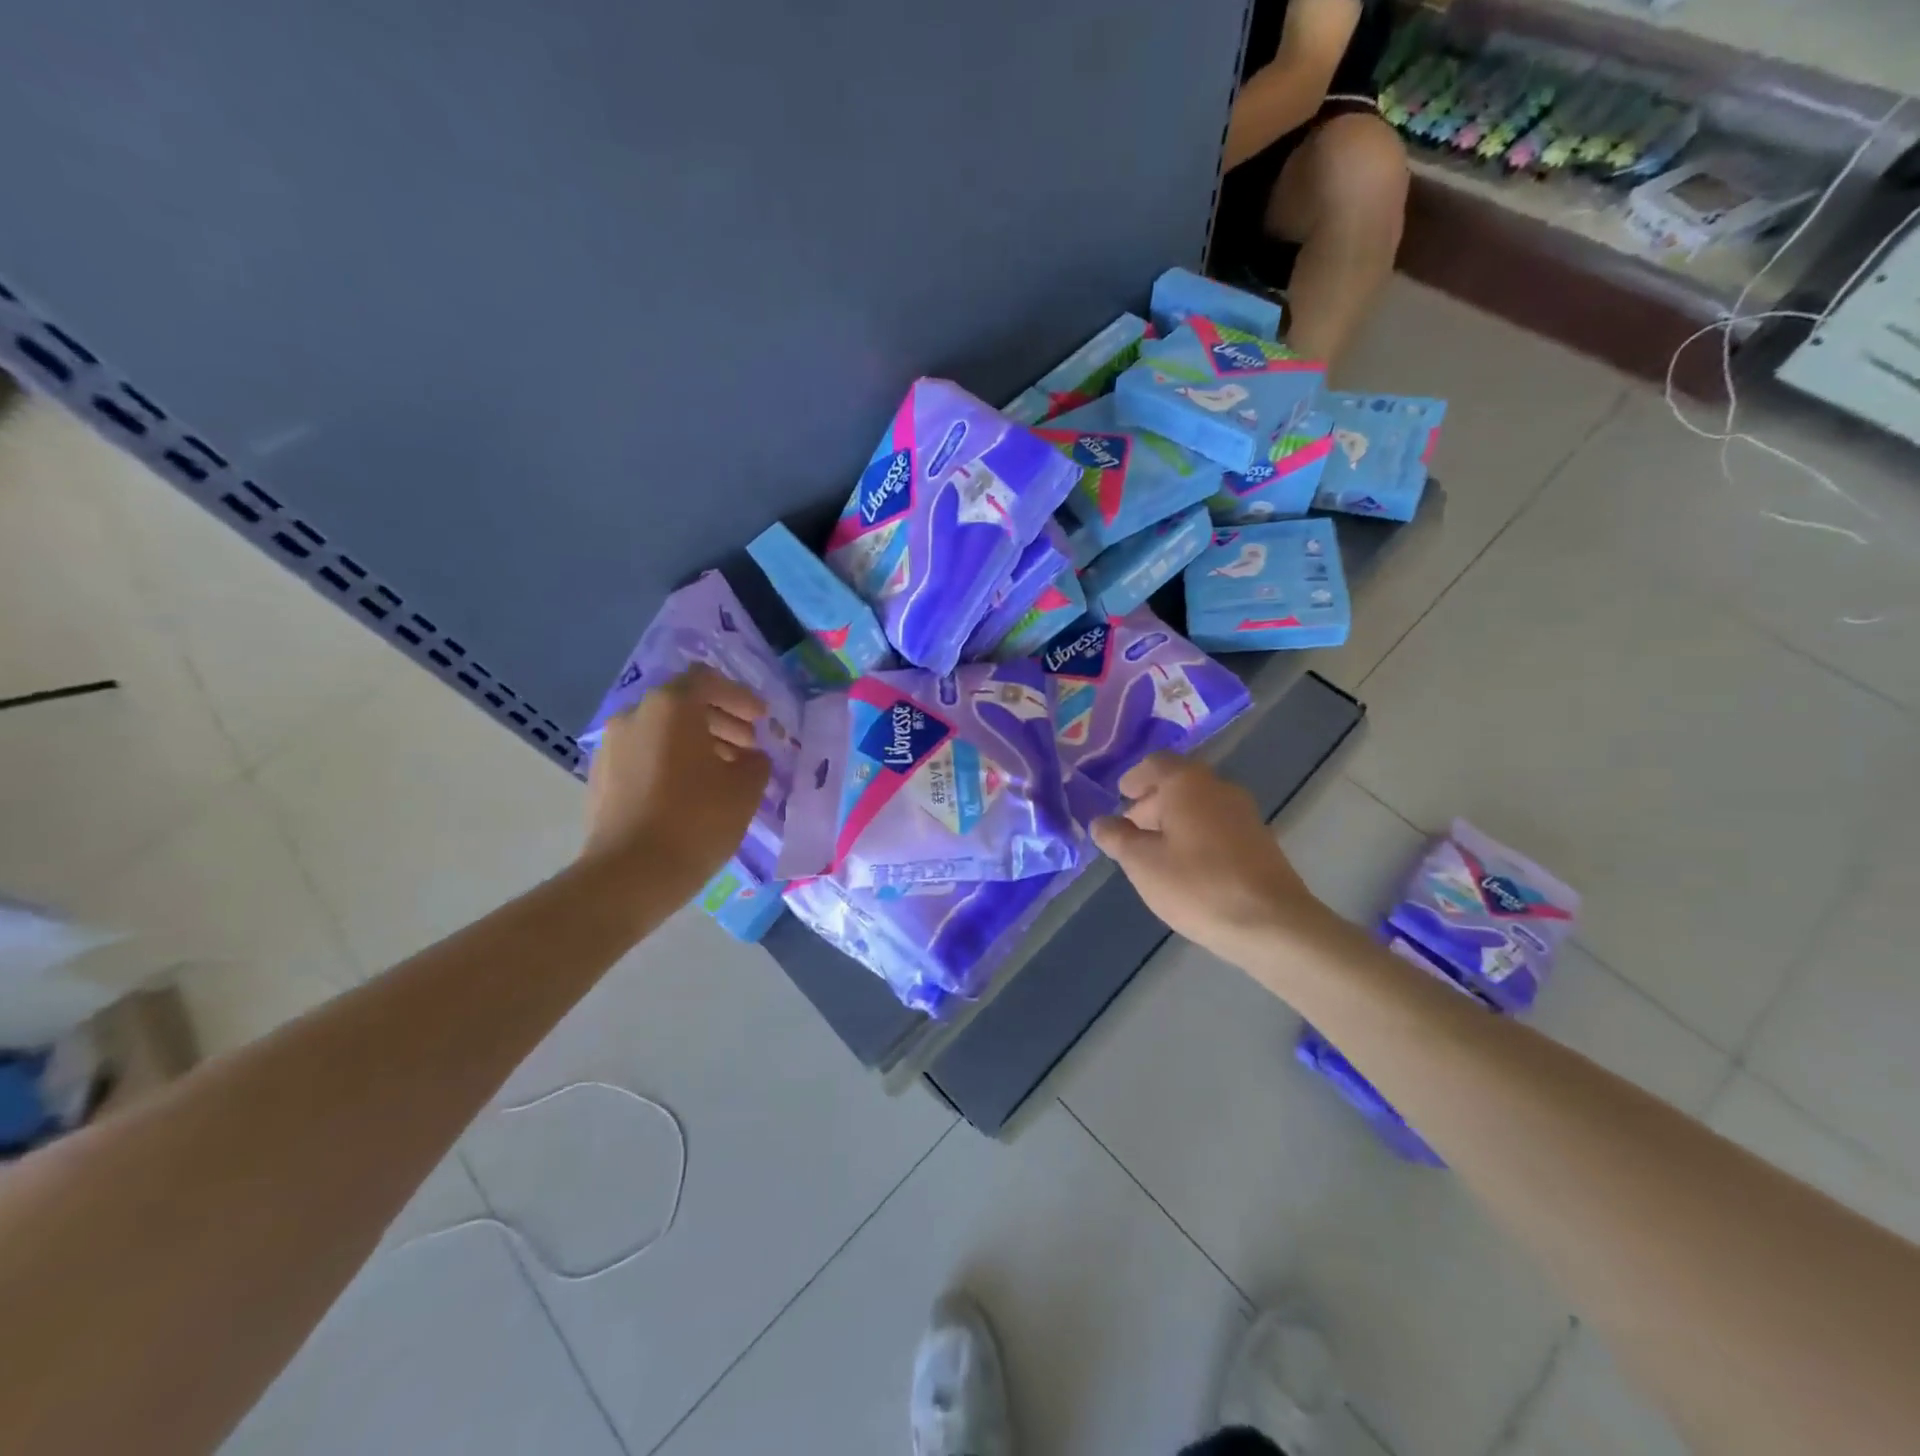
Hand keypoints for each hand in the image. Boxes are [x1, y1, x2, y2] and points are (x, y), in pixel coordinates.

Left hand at [582, 664, 770, 898]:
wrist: (630, 874)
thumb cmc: (696, 820)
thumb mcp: (745, 788)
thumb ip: (755, 761)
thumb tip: (749, 757)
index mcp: (671, 707)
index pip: (708, 680)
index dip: (740, 697)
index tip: (761, 720)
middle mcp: (634, 716)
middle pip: (683, 704)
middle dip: (721, 720)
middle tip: (748, 746)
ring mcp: (611, 746)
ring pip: (662, 731)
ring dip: (697, 742)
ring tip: (724, 771)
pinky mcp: (601, 777)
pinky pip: (644, 754)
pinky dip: (672, 761)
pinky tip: (692, 791)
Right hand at [1090, 753, 1339, 963]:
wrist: (1272, 923)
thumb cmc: (1197, 885)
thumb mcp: (1142, 863)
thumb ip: (1117, 838)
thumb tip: (1101, 822)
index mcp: (1187, 783)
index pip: (1156, 764)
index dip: (1134, 778)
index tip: (1120, 796)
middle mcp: (1219, 788)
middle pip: (1179, 783)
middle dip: (1151, 802)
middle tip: (1130, 830)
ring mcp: (1244, 813)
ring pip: (1199, 805)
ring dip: (1174, 820)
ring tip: (1154, 853)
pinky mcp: (1259, 840)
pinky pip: (1217, 825)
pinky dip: (1195, 834)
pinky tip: (1186, 866)